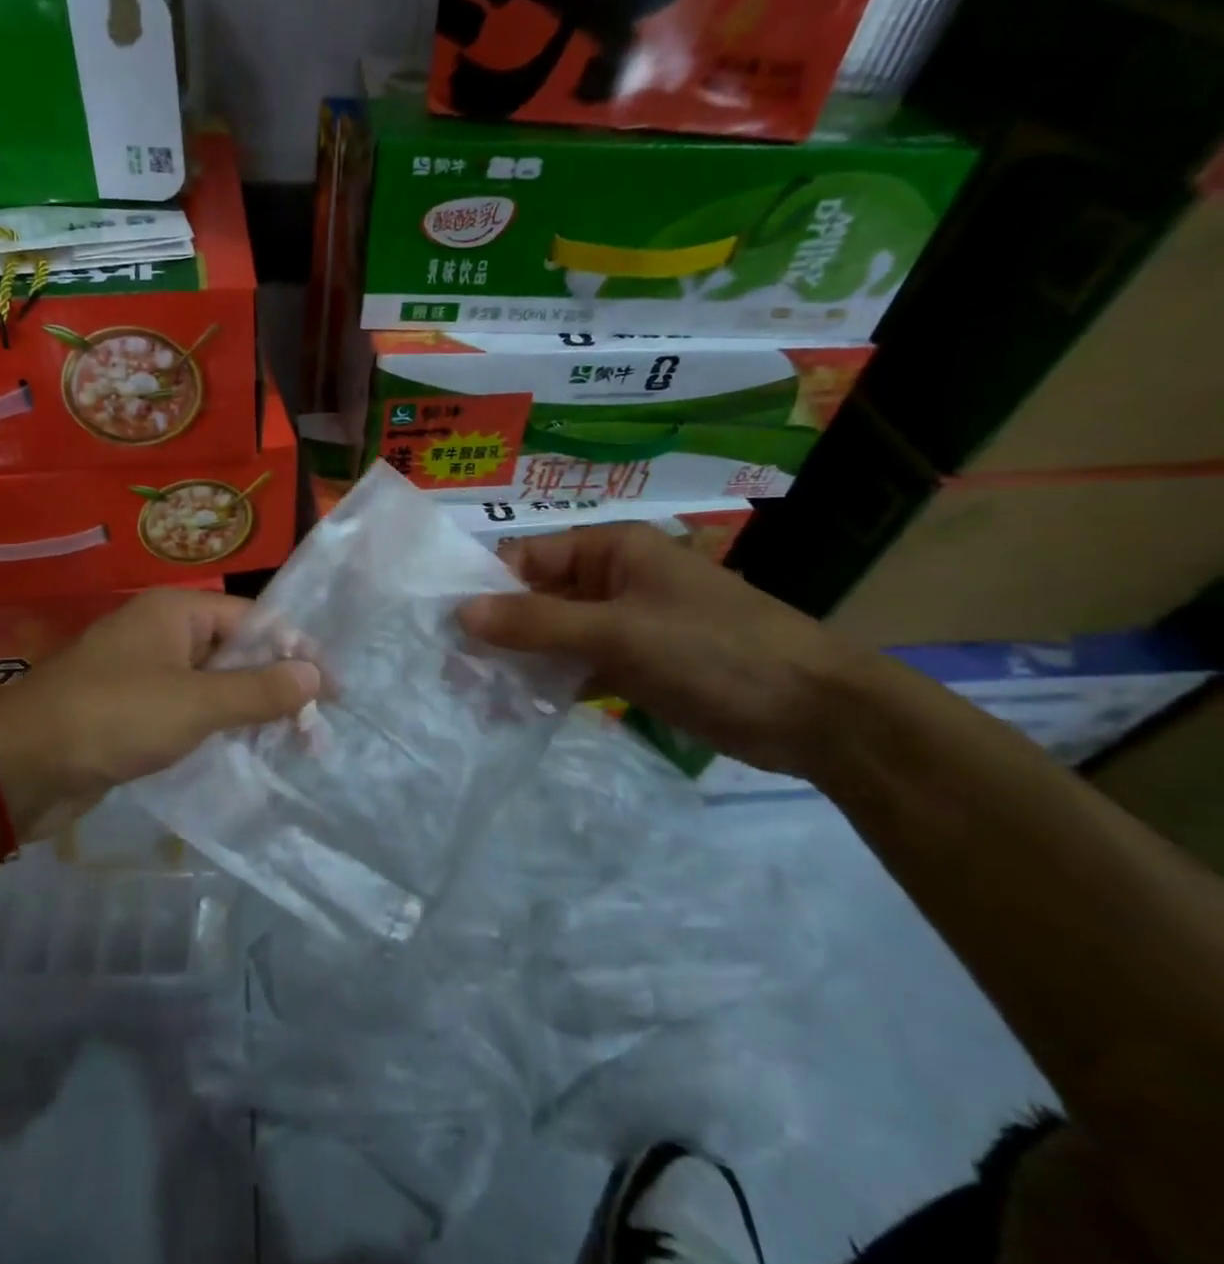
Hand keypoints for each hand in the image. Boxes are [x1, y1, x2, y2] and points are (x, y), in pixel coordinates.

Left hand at [0, 589, 320, 835]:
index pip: (254, 620)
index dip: (296, 652)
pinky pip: (188, 712)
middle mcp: (162, 633)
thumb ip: (258, 690)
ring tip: (291, 748)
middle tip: (314, 732)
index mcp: (176, 611)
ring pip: (212, 685)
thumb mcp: (195, 703)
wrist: (20, 766)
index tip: (332, 693)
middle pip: (235, 652)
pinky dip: (216, 729)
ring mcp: (145, 673)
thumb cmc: (113, 717)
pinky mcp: (132, 711)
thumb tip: (315, 675)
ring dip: (249, 712)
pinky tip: (244, 754)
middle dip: (276, 688)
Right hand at [459, 523, 871, 776]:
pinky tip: (517, 709)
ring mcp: (625, 623)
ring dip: (520, 661)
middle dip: (498, 631)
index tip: (447, 629)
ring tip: (475, 695)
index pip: (528, 558)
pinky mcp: (635, 664)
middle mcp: (613, 578)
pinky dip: (550, 683)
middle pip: (537, 598)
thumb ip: (536, 622)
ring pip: (554, 635)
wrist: (816, 714)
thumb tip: (460, 613)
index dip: (486, 589)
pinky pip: (577, 665)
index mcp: (612, 549)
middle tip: (454, 671)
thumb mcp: (618, 632)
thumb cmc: (714, 652)